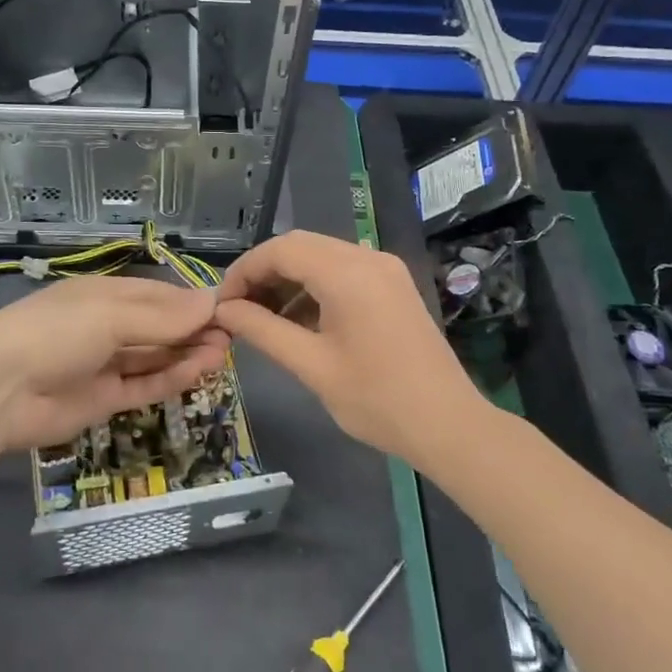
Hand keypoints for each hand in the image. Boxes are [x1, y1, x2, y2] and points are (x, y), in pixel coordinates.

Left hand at [0, 275, 229, 453]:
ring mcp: (104, 364)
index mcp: (103, 295)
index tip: (227, 309)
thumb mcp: (111, 315)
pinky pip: (144, 385)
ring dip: (188, 354)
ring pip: (155, 357)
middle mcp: (105, 326)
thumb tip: (211, 302)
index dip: (190, 302)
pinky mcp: (103, 399)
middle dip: (193, 330)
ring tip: (223, 354)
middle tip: (231, 337)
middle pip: (158, 327)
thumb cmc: (56, 333)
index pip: (156, 295)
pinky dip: (171, 378)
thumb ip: (162, 316)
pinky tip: (199, 372)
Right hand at [215, 230, 477, 457]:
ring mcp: (385, 269)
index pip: (280, 250)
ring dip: (288, 279)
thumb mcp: (311, 366)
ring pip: (321, 256)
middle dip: (263, 272)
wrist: (449, 426)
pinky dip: (314, 287)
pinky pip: (342, 271)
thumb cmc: (376, 400)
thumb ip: (263, 330)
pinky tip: (299, 320)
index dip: (244, 271)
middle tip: (238, 309)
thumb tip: (224, 310)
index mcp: (348, 274)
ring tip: (263, 318)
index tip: (222, 303)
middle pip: (300, 246)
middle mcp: (367, 258)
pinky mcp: (393, 285)